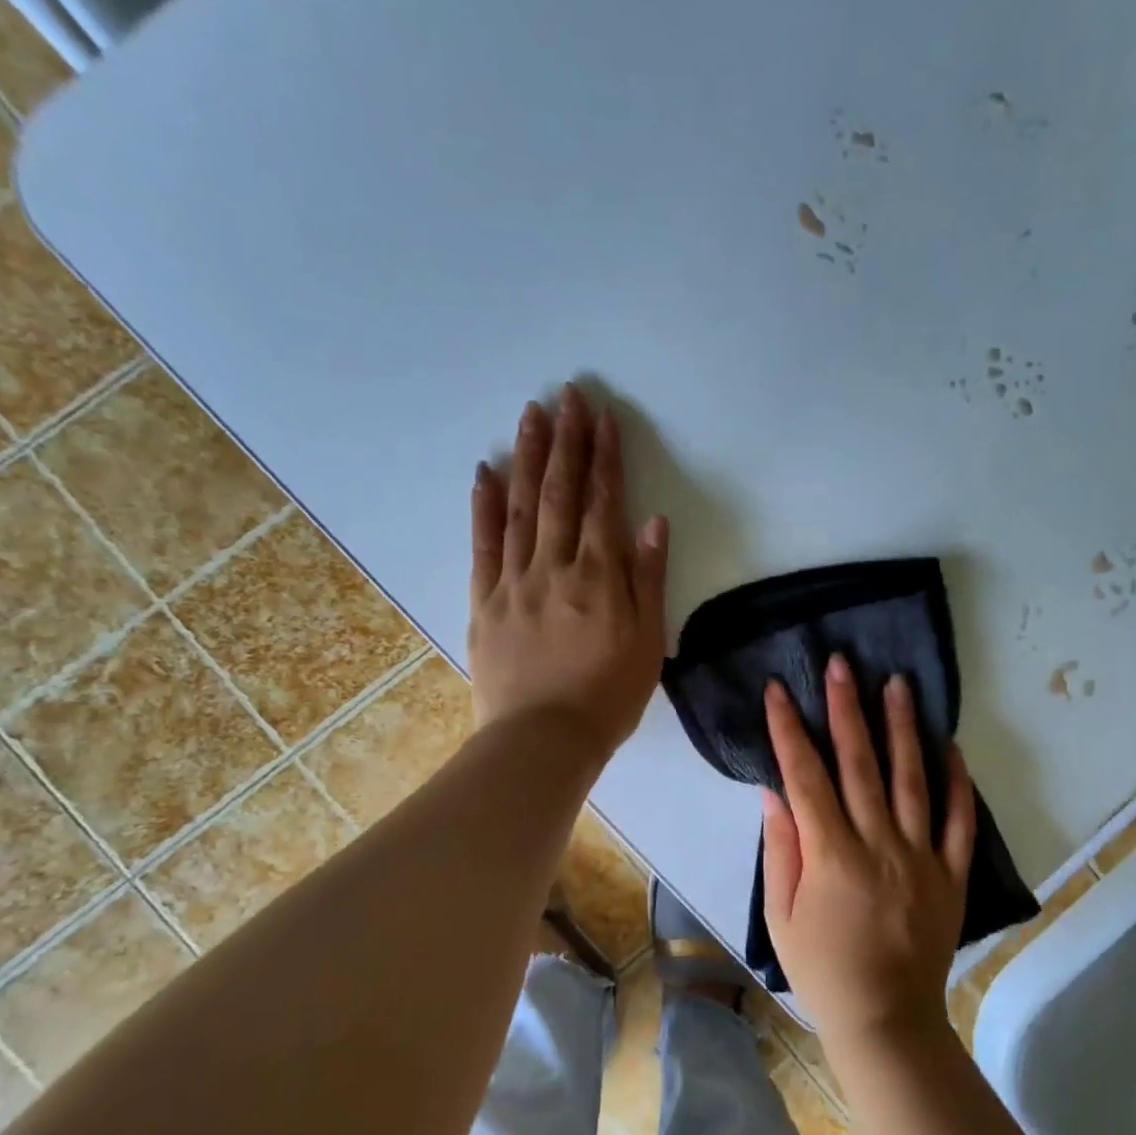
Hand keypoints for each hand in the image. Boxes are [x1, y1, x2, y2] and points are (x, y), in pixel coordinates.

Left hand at [468, 385, 667, 760]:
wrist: (543, 739)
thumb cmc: (608, 697)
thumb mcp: (647, 643)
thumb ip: (648, 580)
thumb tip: (652, 522)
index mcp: (599, 577)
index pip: (603, 504)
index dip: (605, 458)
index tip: (604, 418)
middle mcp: (555, 567)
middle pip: (561, 493)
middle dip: (566, 441)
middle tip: (567, 395)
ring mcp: (514, 581)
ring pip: (521, 508)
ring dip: (527, 457)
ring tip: (531, 415)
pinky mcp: (484, 601)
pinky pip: (483, 545)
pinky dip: (483, 506)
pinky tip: (484, 472)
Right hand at [761, 654, 977, 1047]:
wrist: (887, 1019)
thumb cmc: (823, 971)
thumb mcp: (781, 917)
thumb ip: (781, 851)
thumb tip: (776, 793)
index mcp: (831, 856)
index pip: (805, 777)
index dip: (790, 730)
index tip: (779, 690)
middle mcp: (879, 845)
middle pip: (860, 764)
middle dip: (846, 708)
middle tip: (842, 664)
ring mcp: (921, 856)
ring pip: (912, 779)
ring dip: (903, 728)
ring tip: (898, 684)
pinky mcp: (951, 873)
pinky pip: (959, 820)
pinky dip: (957, 781)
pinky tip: (950, 745)